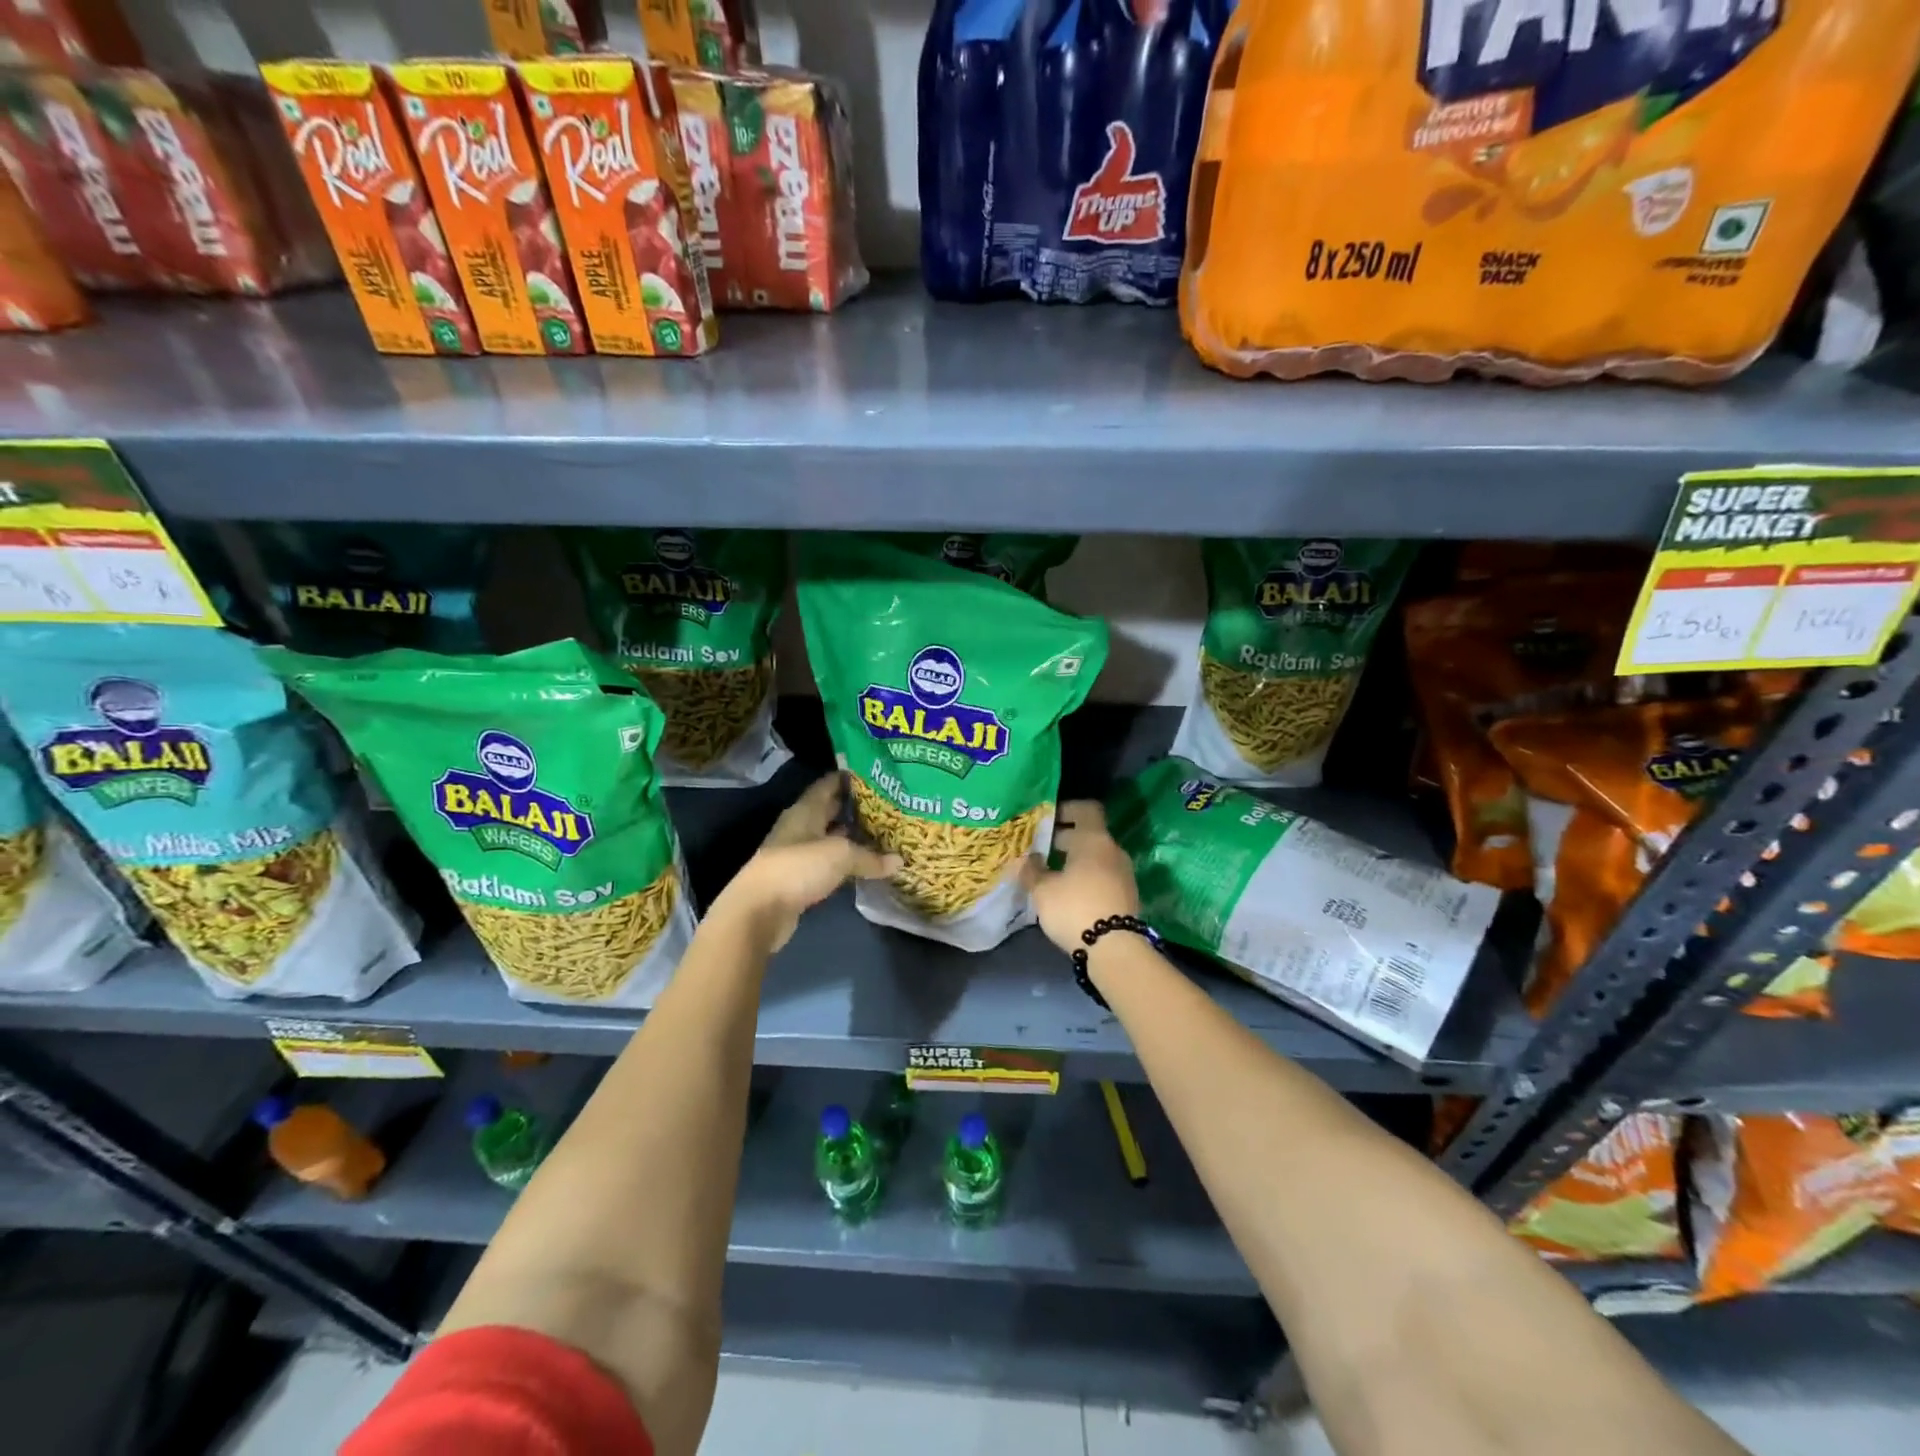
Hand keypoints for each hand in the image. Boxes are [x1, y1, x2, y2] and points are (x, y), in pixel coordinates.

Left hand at [714, 773, 899, 951]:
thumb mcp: (840, 855)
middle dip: (855, 808)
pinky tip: (866, 863)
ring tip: (883, 832)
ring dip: (852, 836)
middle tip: (888, 805)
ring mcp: (798, 853)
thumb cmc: (798, 868)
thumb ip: (870, 857)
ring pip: (830, 838)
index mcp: (805, 810)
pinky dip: (846, 861)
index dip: (850, 778)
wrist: (759, 911)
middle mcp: (800, 827)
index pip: (828, 784)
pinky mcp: (800, 878)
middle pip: (830, 811)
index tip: (877, 775)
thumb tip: (899, 861)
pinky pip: (828, 863)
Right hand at [1020, 800, 1140, 954]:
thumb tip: (1026, 859)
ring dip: (1076, 860)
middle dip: (1065, 838)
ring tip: (1051, 873)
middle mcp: (1113, 851)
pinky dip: (1087, 877)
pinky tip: (1068, 893)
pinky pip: (1103, 875)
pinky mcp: (1127, 895)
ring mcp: (1124, 873)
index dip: (1067, 809)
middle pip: (1090, 834)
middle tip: (1040, 849)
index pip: (1086, 809)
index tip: (1046, 819)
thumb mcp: (1043, 890)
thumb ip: (1032, 870)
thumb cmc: (1075, 908)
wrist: (1114, 948)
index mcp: (1094, 839)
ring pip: (1096, 856)